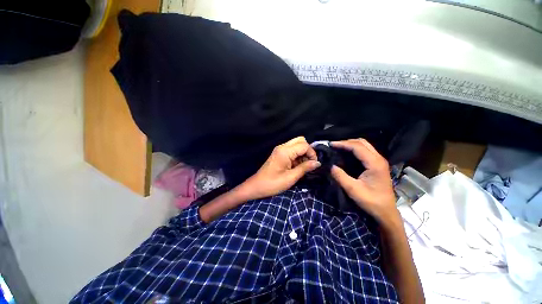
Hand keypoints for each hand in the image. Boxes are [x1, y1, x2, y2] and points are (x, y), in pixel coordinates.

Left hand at [241, 137, 320, 199]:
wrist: (257, 186)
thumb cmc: (273, 184)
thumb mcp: (291, 177)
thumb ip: (305, 168)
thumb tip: (317, 163)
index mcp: (285, 151)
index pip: (304, 145)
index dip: (312, 153)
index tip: (314, 164)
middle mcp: (282, 147)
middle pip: (300, 140)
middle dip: (308, 150)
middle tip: (309, 163)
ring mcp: (280, 149)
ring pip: (296, 144)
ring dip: (303, 153)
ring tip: (303, 166)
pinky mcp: (279, 153)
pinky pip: (292, 150)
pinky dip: (297, 155)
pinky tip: (297, 165)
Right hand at [330, 138, 397, 223]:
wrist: (386, 212)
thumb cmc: (371, 201)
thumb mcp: (353, 190)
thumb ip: (340, 176)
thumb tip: (330, 165)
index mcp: (374, 163)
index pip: (357, 147)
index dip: (343, 144)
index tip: (331, 145)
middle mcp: (379, 159)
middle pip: (362, 142)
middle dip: (346, 142)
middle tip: (334, 146)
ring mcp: (379, 161)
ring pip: (364, 145)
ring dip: (351, 144)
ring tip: (338, 148)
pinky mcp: (378, 164)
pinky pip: (365, 151)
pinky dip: (355, 149)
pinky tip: (347, 153)